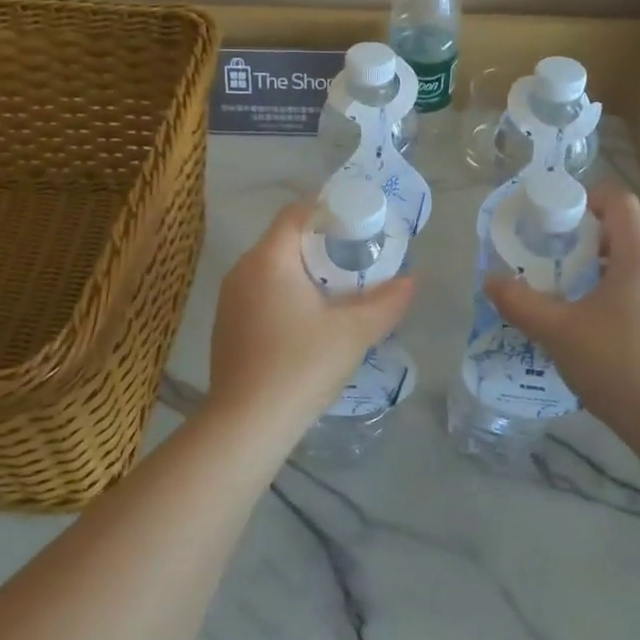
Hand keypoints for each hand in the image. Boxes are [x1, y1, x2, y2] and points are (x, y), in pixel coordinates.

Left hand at [207, 200, 415, 429]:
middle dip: (324, 247)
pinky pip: (261, 295)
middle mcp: (242, 270)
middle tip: (358, 264)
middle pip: (286, 241)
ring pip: (273, 270)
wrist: (246, 426)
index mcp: (269, 259)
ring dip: (306, 275)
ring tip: (339, 295)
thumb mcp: (353, 332)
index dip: (331, 213)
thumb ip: (386, 302)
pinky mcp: (226, 328)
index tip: (361, 230)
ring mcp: (229, 301)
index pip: (298, 213)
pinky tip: (309, 326)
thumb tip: (412, 280)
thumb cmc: (301, 366)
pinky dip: (287, 297)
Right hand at [485, 185, 639, 447]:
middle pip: (625, 231)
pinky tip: (591, 323)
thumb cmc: (616, 364)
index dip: (586, 199)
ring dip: (598, 266)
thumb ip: (520, 303)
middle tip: (550, 256)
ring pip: (633, 262)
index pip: (620, 201)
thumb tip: (490, 281)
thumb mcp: (557, 331)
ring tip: (565, 290)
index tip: (555, 220)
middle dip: (584, 237)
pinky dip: (614, 290)